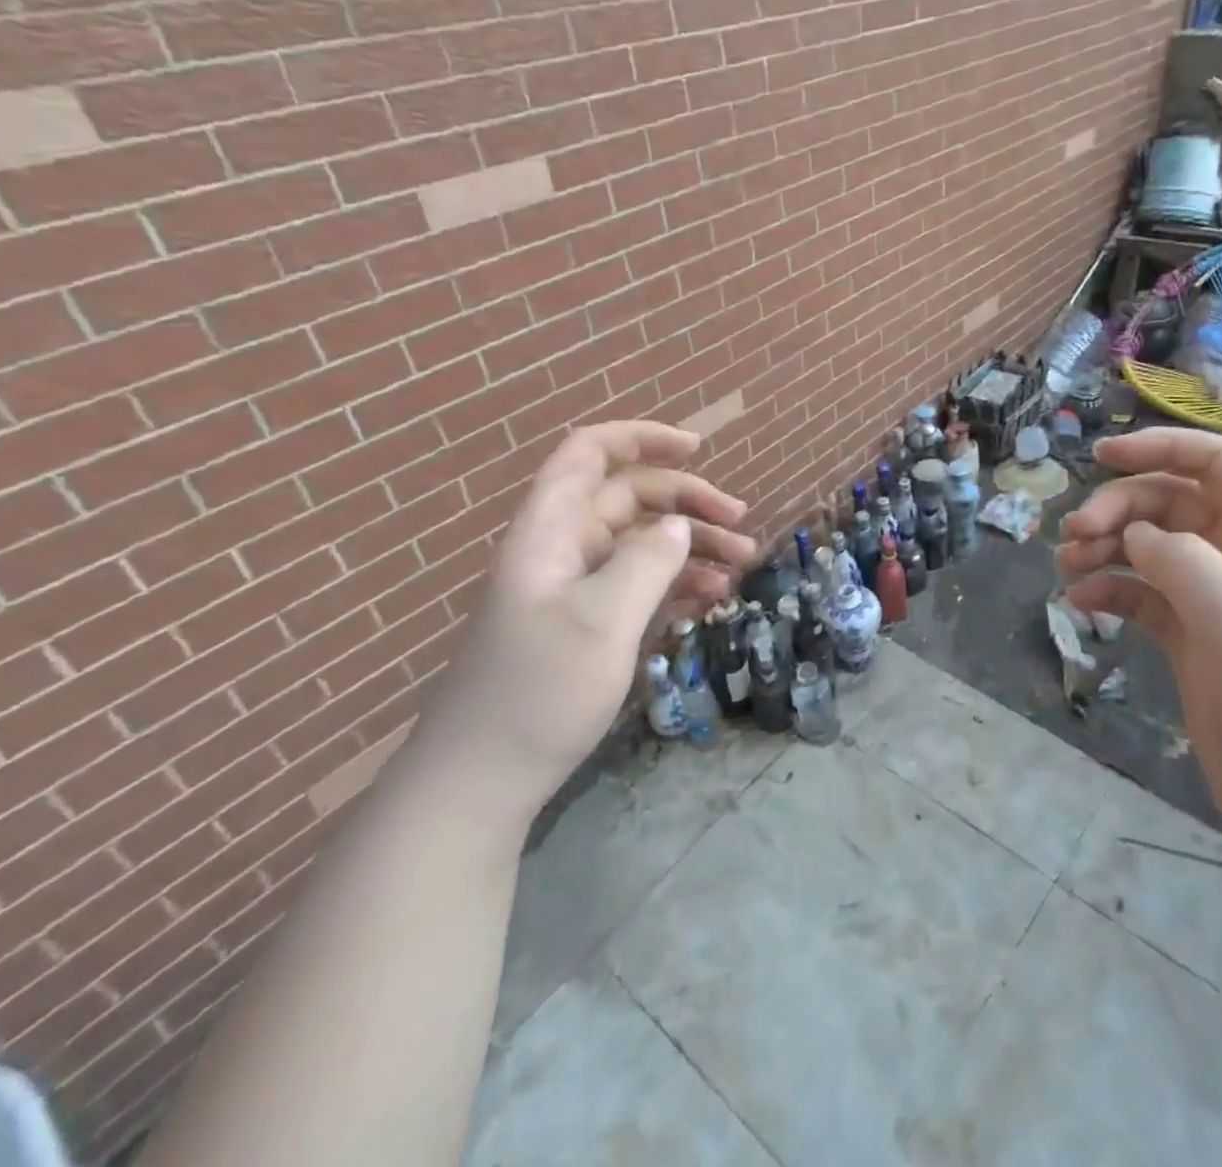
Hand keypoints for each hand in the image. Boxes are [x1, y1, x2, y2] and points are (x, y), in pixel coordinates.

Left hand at [410, 421, 756, 818]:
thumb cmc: (537, 692)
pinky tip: (710, 598)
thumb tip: (679, 527)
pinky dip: (676, 583)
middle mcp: (563, 550)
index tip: (698, 449)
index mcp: (551, 531)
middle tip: (740, 526)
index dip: (641, 438)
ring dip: (692, 547)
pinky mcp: (585, 626)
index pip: (590, 454)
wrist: (479, 783)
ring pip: (640, 544)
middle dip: (687, 502)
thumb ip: (647, 563)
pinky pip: (638, 585)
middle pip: (629, 499)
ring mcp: (574, 590)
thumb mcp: (601, 621)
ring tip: (742, 565)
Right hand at [1057, 429, 1221, 852]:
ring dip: (1104, 548)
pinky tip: (1082, 604)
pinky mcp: (1189, 640)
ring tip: (1065, 567)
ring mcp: (1213, 601)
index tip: (1102, 455)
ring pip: (1148, 548)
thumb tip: (1135, 535)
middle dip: (1117, 508)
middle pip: (1168, 503)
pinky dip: (1108, 591)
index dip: (1162, 447)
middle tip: (1073, 533)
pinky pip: (1140, 596)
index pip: (1217, 464)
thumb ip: (1181, 560)